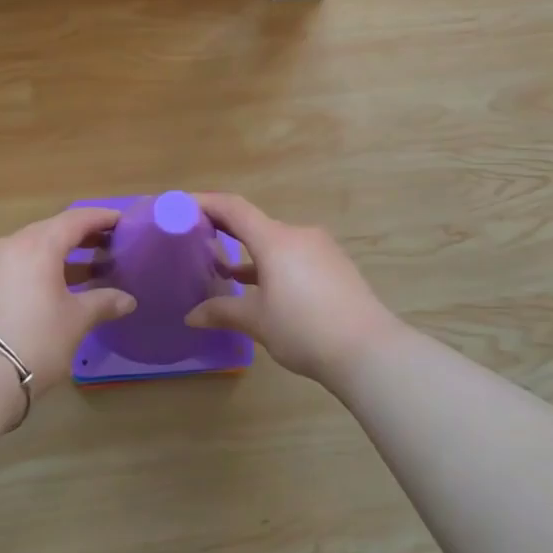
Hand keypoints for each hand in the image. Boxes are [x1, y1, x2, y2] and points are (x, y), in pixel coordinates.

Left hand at [0, 207, 135, 385]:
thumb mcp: (75, 320)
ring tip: (88, 269)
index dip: (101, 218)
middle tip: (109, 245)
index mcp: (38, 244)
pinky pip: (17, 264)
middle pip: (52, 230)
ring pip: (32, 247)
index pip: (75, 219)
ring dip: (60, 254)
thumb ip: (103, 302)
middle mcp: (11, 244)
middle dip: (81, 236)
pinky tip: (56, 287)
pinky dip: (40, 267)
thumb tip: (128, 300)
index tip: (123, 221)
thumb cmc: (35, 339)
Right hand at [184, 193, 403, 383]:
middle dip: (226, 231)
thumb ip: (222, 311)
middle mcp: (298, 235)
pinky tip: (265, 288)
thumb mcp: (257, 321)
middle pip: (255, 224)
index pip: (233, 208)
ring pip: (276, 242)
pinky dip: (274, 265)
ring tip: (226, 270)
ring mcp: (321, 249)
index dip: (206, 202)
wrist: (370, 350)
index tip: (182, 205)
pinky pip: (295, 256)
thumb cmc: (305, 328)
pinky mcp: (335, 267)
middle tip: (199, 239)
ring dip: (251, 252)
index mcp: (275, 239)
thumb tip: (191, 316)